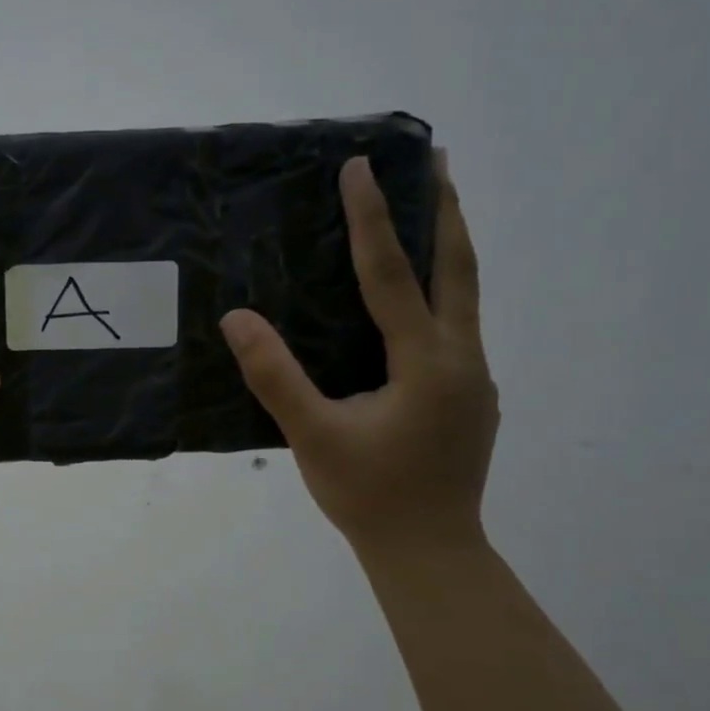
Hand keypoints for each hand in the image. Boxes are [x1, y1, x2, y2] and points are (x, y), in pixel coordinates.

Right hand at [221, 153, 498, 560]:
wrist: (430, 550)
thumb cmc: (369, 495)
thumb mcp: (313, 437)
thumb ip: (275, 377)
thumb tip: (236, 319)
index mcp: (426, 364)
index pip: (394, 276)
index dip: (374, 220)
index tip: (361, 168)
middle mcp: (462, 359)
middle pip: (460, 269)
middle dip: (445, 211)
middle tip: (434, 160)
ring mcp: (473, 378)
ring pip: (465, 296)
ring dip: (448, 246)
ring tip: (432, 207)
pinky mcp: (469, 395)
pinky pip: (457, 324)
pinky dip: (441, 290)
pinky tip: (418, 296)